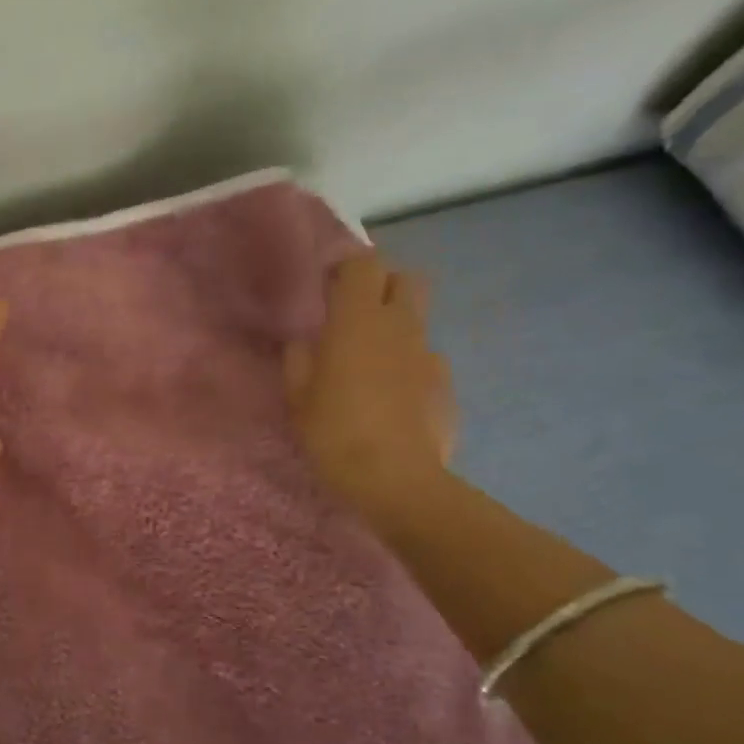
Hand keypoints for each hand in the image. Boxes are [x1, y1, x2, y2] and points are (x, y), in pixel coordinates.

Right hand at [284, 251, 456, 525]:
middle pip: (405, 280)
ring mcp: (429, 354)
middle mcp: (399, 326)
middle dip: (382, 287)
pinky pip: (424, 361)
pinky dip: (408, 368)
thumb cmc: (335, 432)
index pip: (364, 264)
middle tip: (355, 316)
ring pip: (415, 322)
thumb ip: (299, 360)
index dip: (347, 267)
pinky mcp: (445, 384)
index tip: (328, 286)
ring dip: (394, 330)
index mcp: (358, 320)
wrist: (397, 480)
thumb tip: (305, 342)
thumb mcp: (298, 397)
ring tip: (370, 366)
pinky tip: (392, 401)